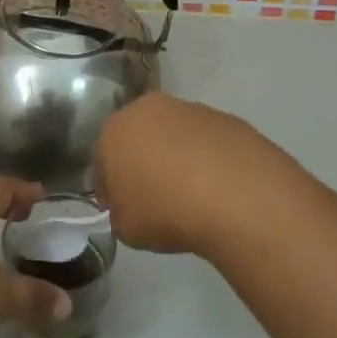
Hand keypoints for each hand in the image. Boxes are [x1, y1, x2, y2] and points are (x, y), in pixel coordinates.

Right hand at [95, 91, 291, 256]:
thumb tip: (132, 205)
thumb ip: (120, 212)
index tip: (123, 209)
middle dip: (143, 162)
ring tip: (193, 196)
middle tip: (157, 198)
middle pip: (139, 137)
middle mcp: (148, 109)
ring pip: (174, 135)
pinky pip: (206, 142)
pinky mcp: (224, 117)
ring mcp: (189, 109)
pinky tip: (218, 188)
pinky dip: (208, 159)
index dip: (111, 187)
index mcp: (114, 130)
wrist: (234, 194)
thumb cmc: (165, 210)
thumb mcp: (126, 228)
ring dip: (177, 158)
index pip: (102, 159)